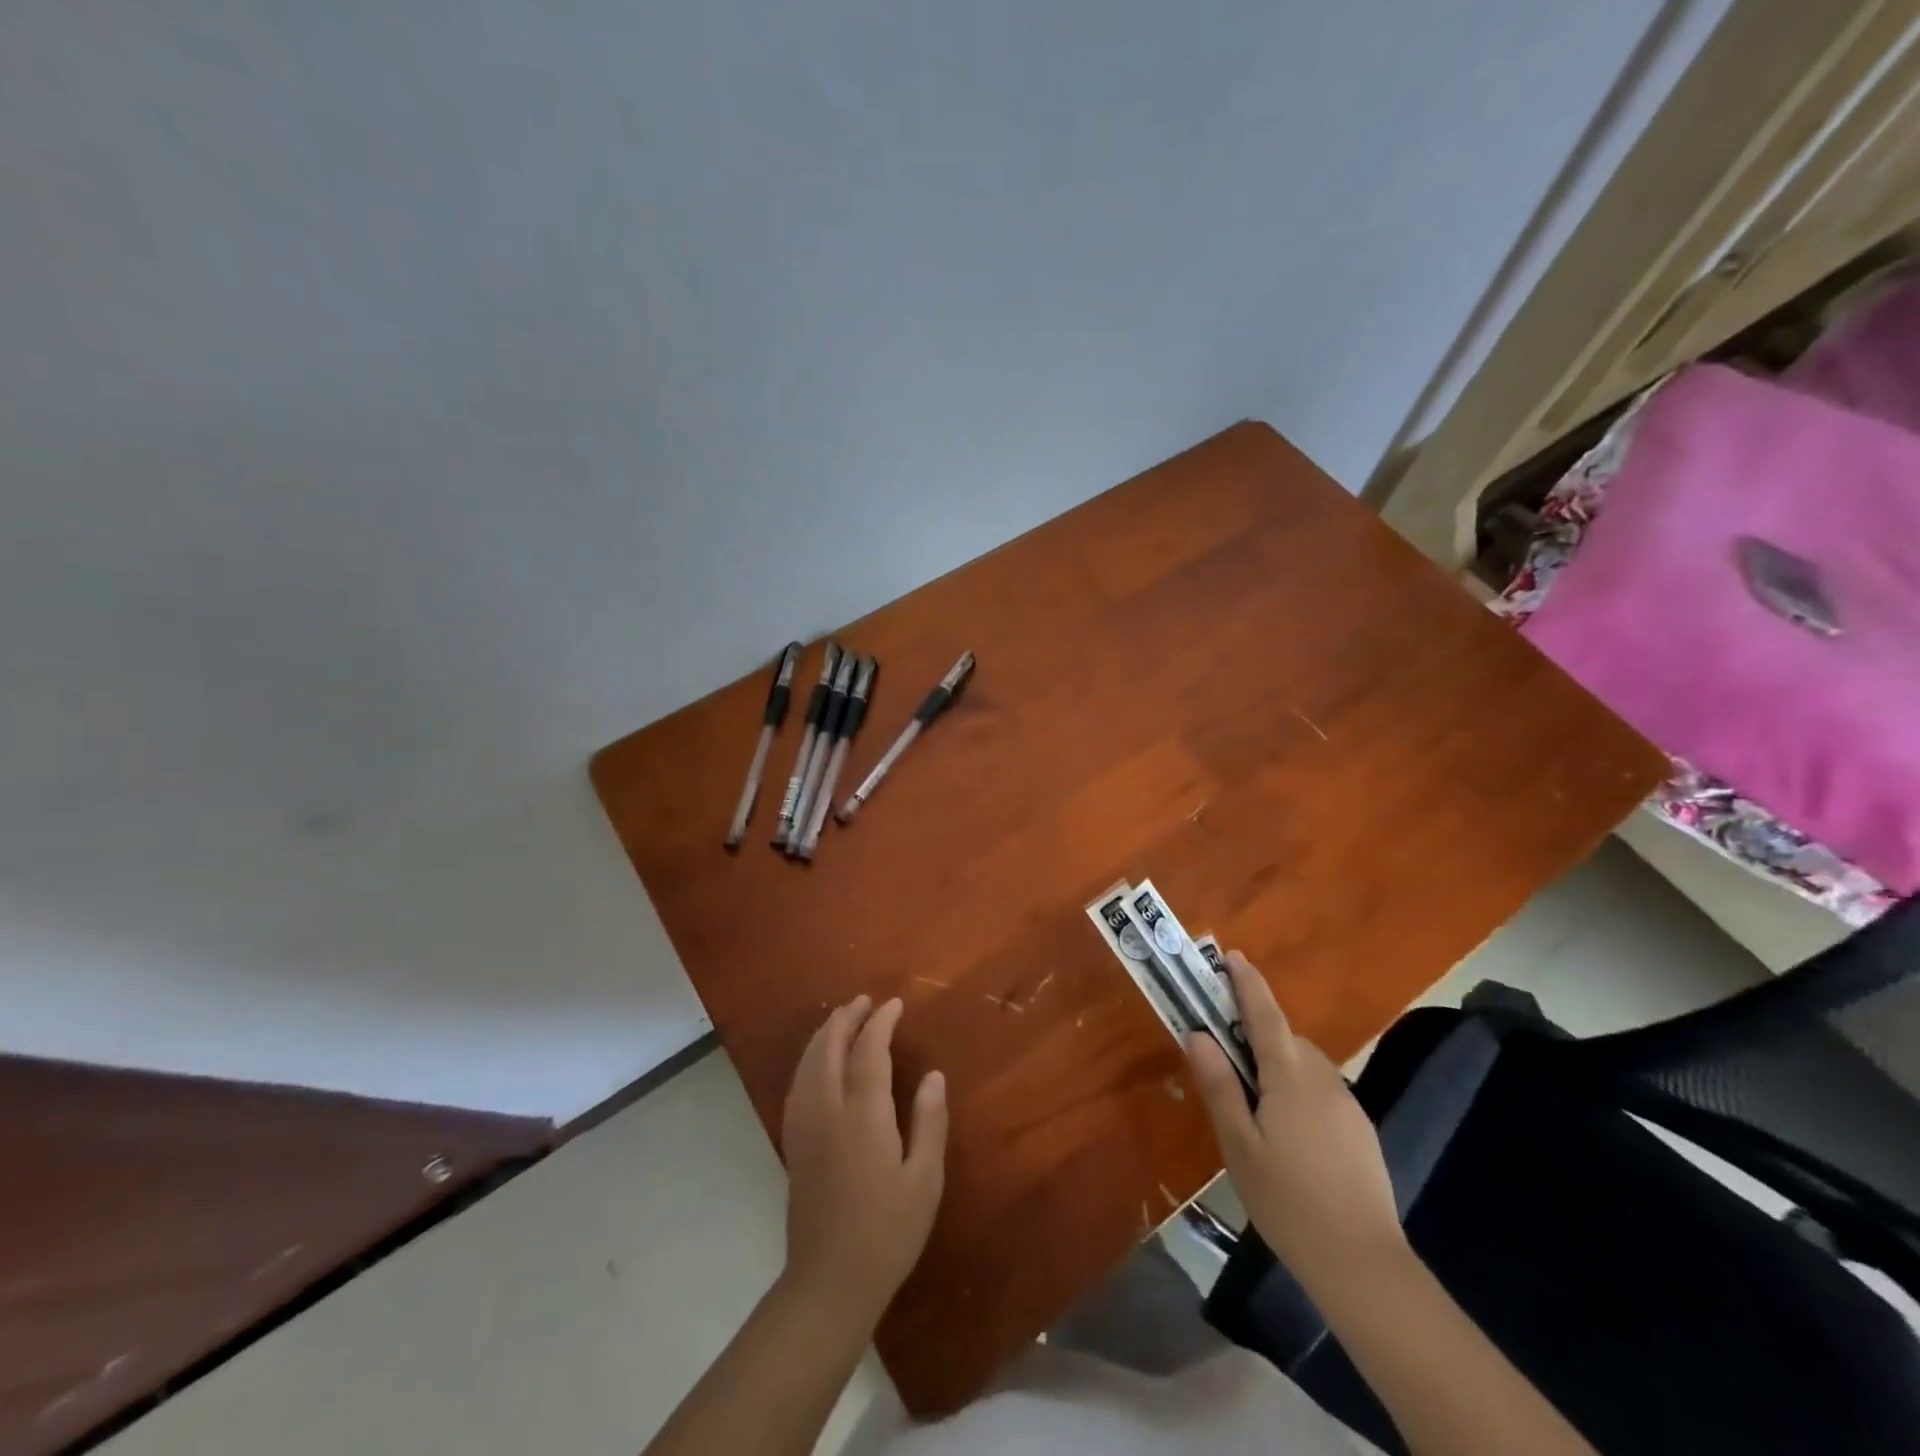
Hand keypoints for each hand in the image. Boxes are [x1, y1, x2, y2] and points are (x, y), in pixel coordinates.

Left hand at [778, 996, 947, 1329]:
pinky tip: (818, 1060)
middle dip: (847, 1018)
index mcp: (863, 1115)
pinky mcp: (793, 1142)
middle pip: (829, 1047)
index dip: (880, 1022)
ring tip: (844, 1018)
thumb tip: (933, 1075)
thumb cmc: (887, 1233)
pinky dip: (809, 1058)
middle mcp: (828, 1110)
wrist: (829, 1282)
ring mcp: (805, 1125)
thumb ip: (929, 1123)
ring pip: (808, 1062)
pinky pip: (797, 1083)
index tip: (894, 1004)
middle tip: (866, 1001)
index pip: (868, 1051)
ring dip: (825, 1033)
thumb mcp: (924, 1181)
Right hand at [1187, 952, 1404, 1280]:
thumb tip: (1198, 1034)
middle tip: (1226, 1052)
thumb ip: (1220, 1085)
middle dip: (1257, 1032)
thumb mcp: (1239, 1146)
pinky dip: (1299, 1090)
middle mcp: (1322, 1078)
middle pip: (1286, 1038)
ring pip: (1306, 1065)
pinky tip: (1289, 1134)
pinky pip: (1321, 1090)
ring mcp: (1347, 1104)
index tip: (1232, 955)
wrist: (1363, 1262)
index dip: (1247, 982)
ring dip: (1279, 1064)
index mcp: (1289, 1076)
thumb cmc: (1288, 1201)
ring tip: (1255, 1104)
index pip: (1265, 1014)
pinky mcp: (1360, 1129)